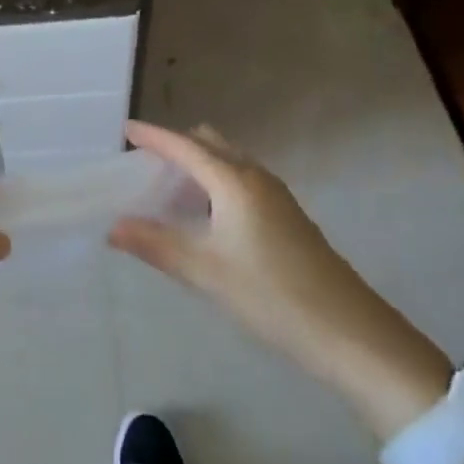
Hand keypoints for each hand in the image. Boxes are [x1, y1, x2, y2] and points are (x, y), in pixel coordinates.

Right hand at [110, 122, 448, 426]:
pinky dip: (216, 183)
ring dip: (198, 165)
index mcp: (234, 181)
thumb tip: (113, 227)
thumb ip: (156, 245)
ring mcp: (276, 196)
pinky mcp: (287, 217)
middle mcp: (255, 177)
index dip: (153, 136)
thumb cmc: (272, 295)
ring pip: (228, 162)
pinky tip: (206, 217)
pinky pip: (241, 181)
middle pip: (209, 144)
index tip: (126, 129)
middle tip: (144, 166)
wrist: (351, 334)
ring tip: (168, 191)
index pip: (184, 146)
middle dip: (176, 146)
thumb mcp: (205, 272)